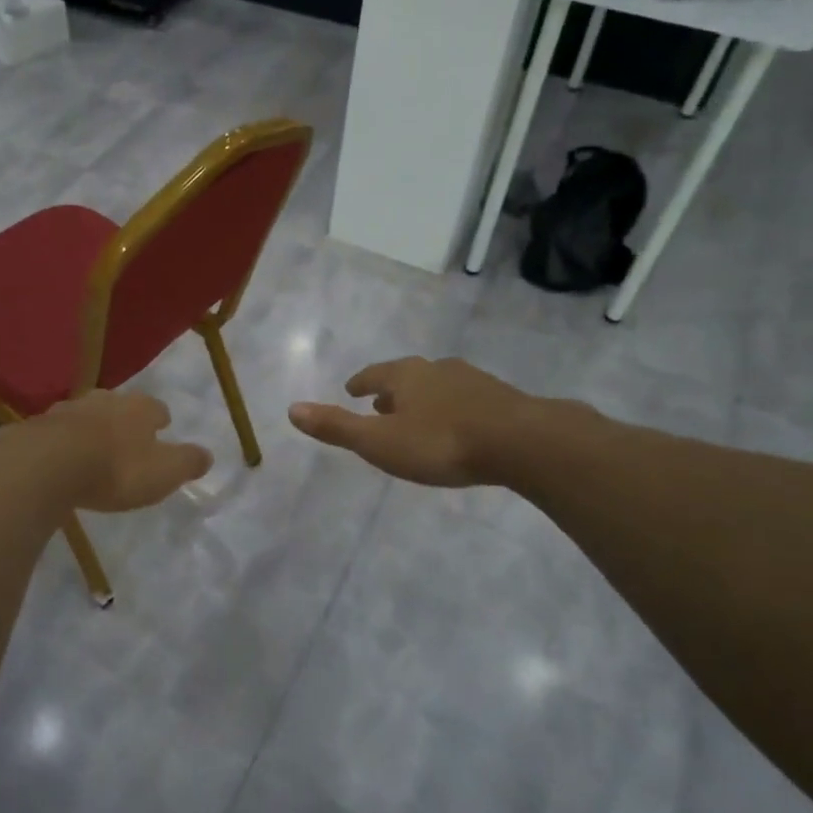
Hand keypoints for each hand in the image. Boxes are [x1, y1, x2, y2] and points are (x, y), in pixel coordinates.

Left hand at [34, 390, 212, 512]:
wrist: (49, 464)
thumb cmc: (116, 468)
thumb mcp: (164, 472)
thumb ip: (187, 462)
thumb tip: (208, 455)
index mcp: (139, 408)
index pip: (156, 408)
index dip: (160, 419)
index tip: (162, 428)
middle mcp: (105, 400)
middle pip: (120, 405)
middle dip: (125, 419)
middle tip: (127, 437)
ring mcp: (69, 409)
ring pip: (87, 414)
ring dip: (92, 428)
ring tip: (94, 447)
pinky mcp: (39, 426)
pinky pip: (58, 431)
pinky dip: (64, 441)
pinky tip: (62, 457)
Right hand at [288, 356, 535, 487]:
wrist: (521, 442)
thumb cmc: (441, 442)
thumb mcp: (379, 442)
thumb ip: (337, 427)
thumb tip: (292, 409)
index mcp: (405, 376)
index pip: (374, 374)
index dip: (360, 383)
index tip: (351, 389)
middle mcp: (437, 369)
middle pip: (406, 377)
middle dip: (391, 390)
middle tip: (380, 404)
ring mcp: (472, 381)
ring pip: (437, 386)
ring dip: (422, 398)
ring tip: (416, 416)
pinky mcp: (501, 398)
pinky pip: (465, 399)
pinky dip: (451, 408)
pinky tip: (457, 426)